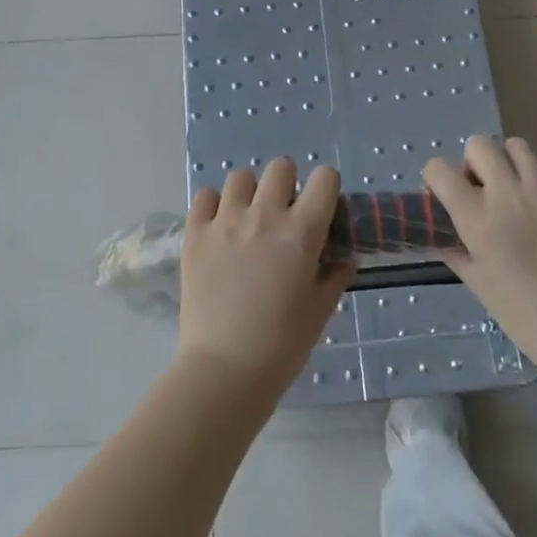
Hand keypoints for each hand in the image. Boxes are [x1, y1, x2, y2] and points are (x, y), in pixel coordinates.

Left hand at [178, 159, 352, 395]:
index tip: (321, 206)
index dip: (326, 187)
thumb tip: (341, 260)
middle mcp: (265, 216)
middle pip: (281, 167)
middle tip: (283, 213)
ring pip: (240, 177)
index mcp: (302, 232)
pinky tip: (219, 227)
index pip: (324, 178)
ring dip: (250, 193)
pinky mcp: (195, 234)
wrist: (225, 369)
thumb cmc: (282, 344)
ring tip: (247, 218)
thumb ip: (333, 276)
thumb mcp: (320, 310)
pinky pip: (205, 197)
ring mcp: (226, 222)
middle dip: (287, 184)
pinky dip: (214, 206)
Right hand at [423, 135, 536, 367]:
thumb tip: (442, 228)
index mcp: (477, 220)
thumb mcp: (477, 283)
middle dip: (474, 163)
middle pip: (480, 145)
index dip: (436, 178)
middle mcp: (509, 195)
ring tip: (520, 189)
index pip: (439, 170)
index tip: (445, 191)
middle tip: (484, 188)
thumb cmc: (525, 315)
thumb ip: (455, 248)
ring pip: (518, 147)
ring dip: (511, 164)